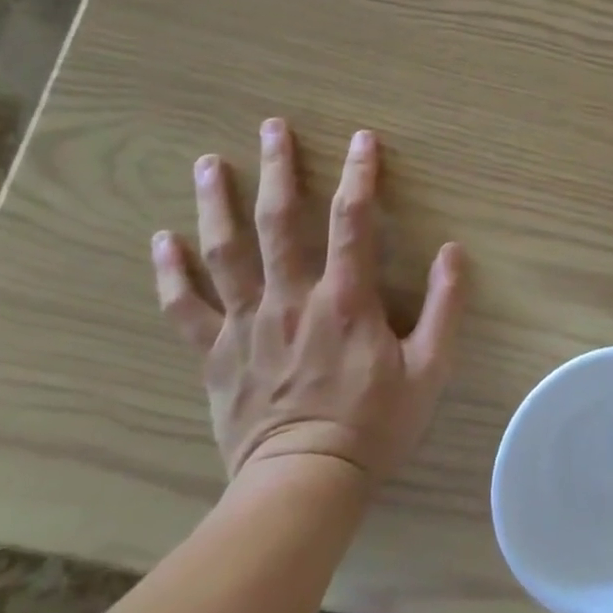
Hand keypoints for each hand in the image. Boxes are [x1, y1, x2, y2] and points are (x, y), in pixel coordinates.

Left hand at [151, 121, 466, 484]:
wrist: (303, 485)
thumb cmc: (373, 425)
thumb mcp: (430, 370)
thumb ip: (445, 307)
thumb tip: (452, 251)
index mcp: (345, 299)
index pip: (352, 221)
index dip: (360, 175)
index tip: (362, 138)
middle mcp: (291, 299)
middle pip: (279, 222)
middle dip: (277, 169)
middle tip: (272, 126)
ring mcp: (246, 324)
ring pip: (224, 253)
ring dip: (215, 203)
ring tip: (207, 162)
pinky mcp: (215, 353)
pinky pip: (185, 307)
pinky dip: (169, 273)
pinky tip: (160, 240)